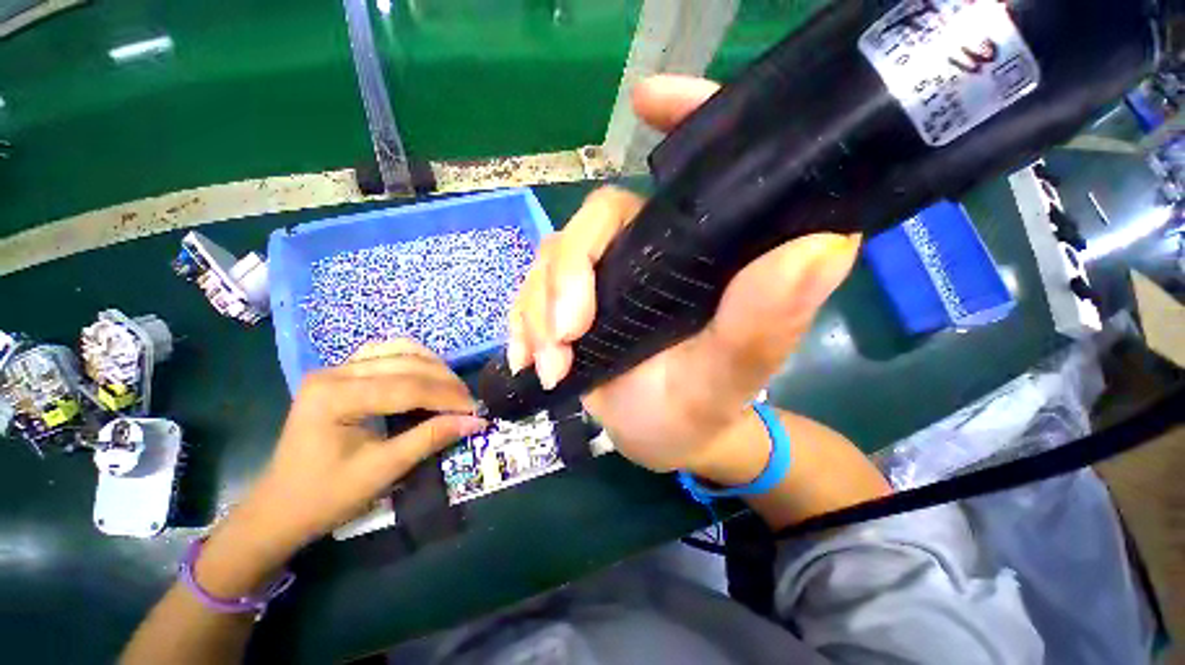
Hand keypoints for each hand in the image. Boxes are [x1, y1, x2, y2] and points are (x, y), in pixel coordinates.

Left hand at [214, 341, 485, 565]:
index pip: (407, 387)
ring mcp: (335, 369)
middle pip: (406, 364)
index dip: (447, 397)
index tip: (475, 410)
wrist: (279, 509)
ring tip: (453, 388)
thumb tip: (475, 421)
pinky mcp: (341, 375)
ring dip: (433, 366)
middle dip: (445, 381)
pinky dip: (414, 361)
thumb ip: (430, 438)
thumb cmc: (326, 496)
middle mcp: (334, 372)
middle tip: (469, 402)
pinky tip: (428, 374)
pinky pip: (386, 354)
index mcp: (335, 396)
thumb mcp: (383, 470)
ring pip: (398, 350)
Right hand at [507, 75, 860, 476]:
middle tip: (566, 337)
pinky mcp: (574, 304)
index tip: (647, 99)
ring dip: (538, 312)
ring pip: (553, 261)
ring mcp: (607, 277)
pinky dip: (522, 323)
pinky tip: (527, 358)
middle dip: (567, 280)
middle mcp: (652, 251)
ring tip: (547, 363)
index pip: (695, 171)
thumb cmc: (701, 409)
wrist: (663, 438)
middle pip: (593, 225)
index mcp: (701, 255)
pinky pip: (532, 295)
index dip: (682, 119)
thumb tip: (822, 244)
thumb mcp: (729, 375)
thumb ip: (766, 321)